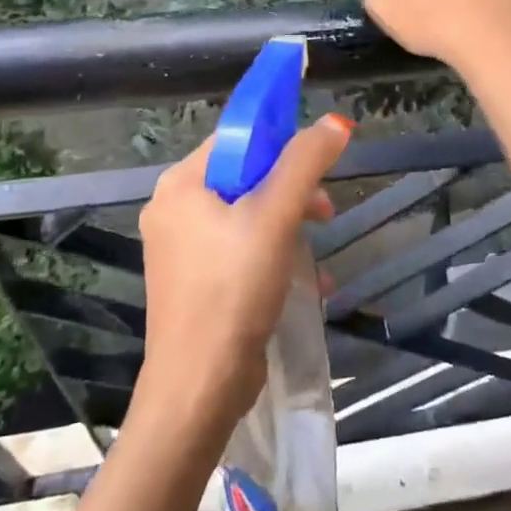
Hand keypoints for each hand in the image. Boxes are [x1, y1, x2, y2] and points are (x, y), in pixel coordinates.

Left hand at [132, 115, 352, 439]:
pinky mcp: (195, 281)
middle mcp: (174, 209)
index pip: (237, 138)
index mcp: (181, 184)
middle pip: (244, 175)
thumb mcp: (275, 216)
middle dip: (291, 189)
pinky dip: (273, 253)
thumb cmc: (233, 290)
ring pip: (246, 213)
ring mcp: (181, 248)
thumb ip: (305, 162)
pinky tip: (307, 279)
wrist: (199, 389)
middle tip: (325, 211)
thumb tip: (336, 122)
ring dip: (289, 223)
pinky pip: (240, 248)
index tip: (317, 161)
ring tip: (318, 245)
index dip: (281, 140)